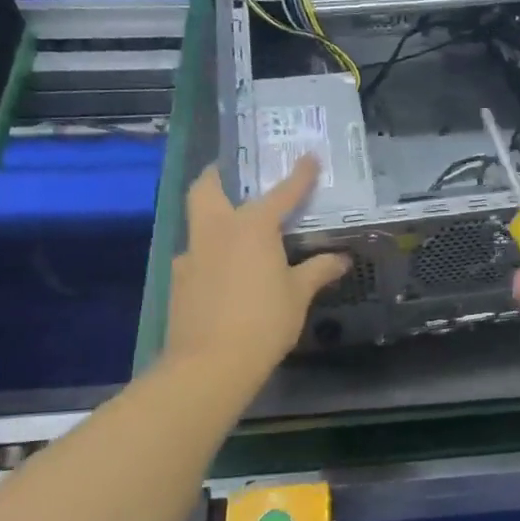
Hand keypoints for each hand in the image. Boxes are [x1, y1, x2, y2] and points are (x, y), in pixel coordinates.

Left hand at [164, 160, 347, 383]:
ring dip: (213, 217)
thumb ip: (318, 271)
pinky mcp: (178, 280)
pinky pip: (196, 255)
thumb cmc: (264, 321)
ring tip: (236, 232)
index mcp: (252, 227)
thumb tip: (341, 258)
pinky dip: (211, 254)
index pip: (282, 193)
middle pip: (207, 189)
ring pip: (197, 222)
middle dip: (218, 175)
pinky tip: (225, 273)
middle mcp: (217, 231)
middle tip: (231, 173)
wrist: (210, 363)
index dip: (299, 175)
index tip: (310, 157)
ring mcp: (192, 254)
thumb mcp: (298, 295)